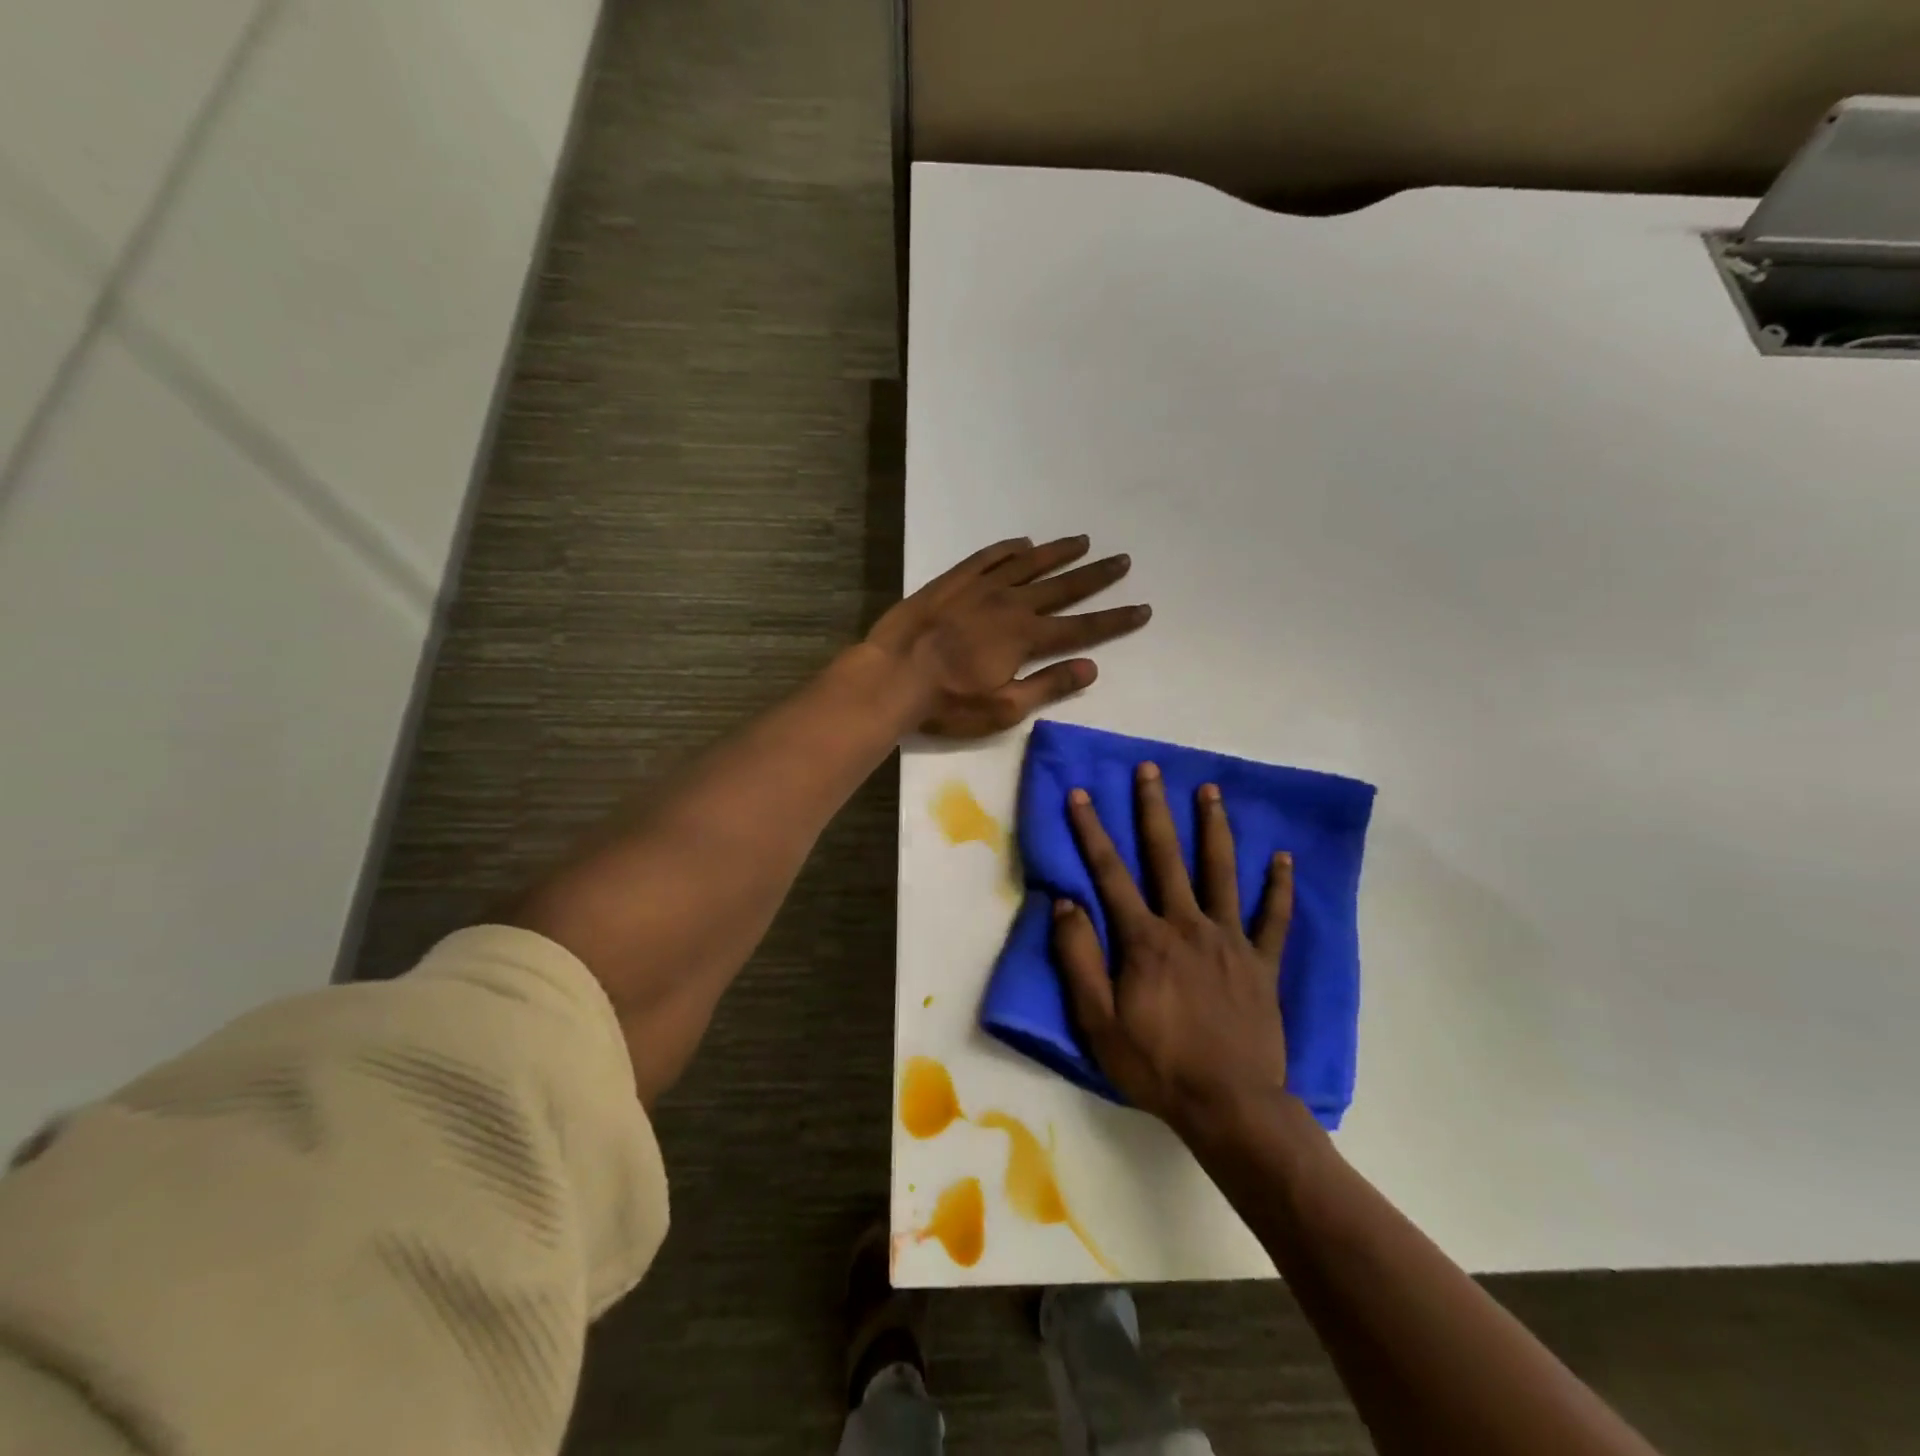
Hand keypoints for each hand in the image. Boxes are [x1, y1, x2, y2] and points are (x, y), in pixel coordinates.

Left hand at [867, 536, 1149, 737]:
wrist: (893, 675)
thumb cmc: (948, 701)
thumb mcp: (1004, 708)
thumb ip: (1049, 685)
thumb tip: (1091, 667)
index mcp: (1026, 637)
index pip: (1082, 627)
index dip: (1115, 620)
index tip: (1143, 609)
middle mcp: (1011, 603)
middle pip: (1063, 586)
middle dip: (1096, 575)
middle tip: (1123, 560)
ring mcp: (980, 587)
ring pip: (1029, 564)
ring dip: (1058, 553)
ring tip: (1083, 541)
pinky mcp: (953, 581)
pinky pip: (988, 556)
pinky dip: (1009, 549)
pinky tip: (1022, 543)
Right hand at [1053, 763, 1294, 1135]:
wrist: (1230, 1106)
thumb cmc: (1156, 1064)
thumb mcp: (1098, 1021)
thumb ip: (1079, 957)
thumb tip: (1065, 902)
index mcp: (1145, 939)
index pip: (1110, 873)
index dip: (1091, 831)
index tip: (1081, 794)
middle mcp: (1187, 925)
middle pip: (1167, 856)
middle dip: (1154, 809)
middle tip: (1150, 769)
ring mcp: (1230, 941)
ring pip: (1221, 872)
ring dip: (1214, 828)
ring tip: (1210, 790)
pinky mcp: (1262, 963)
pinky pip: (1274, 918)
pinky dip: (1279, 887)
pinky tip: (1284, 858)